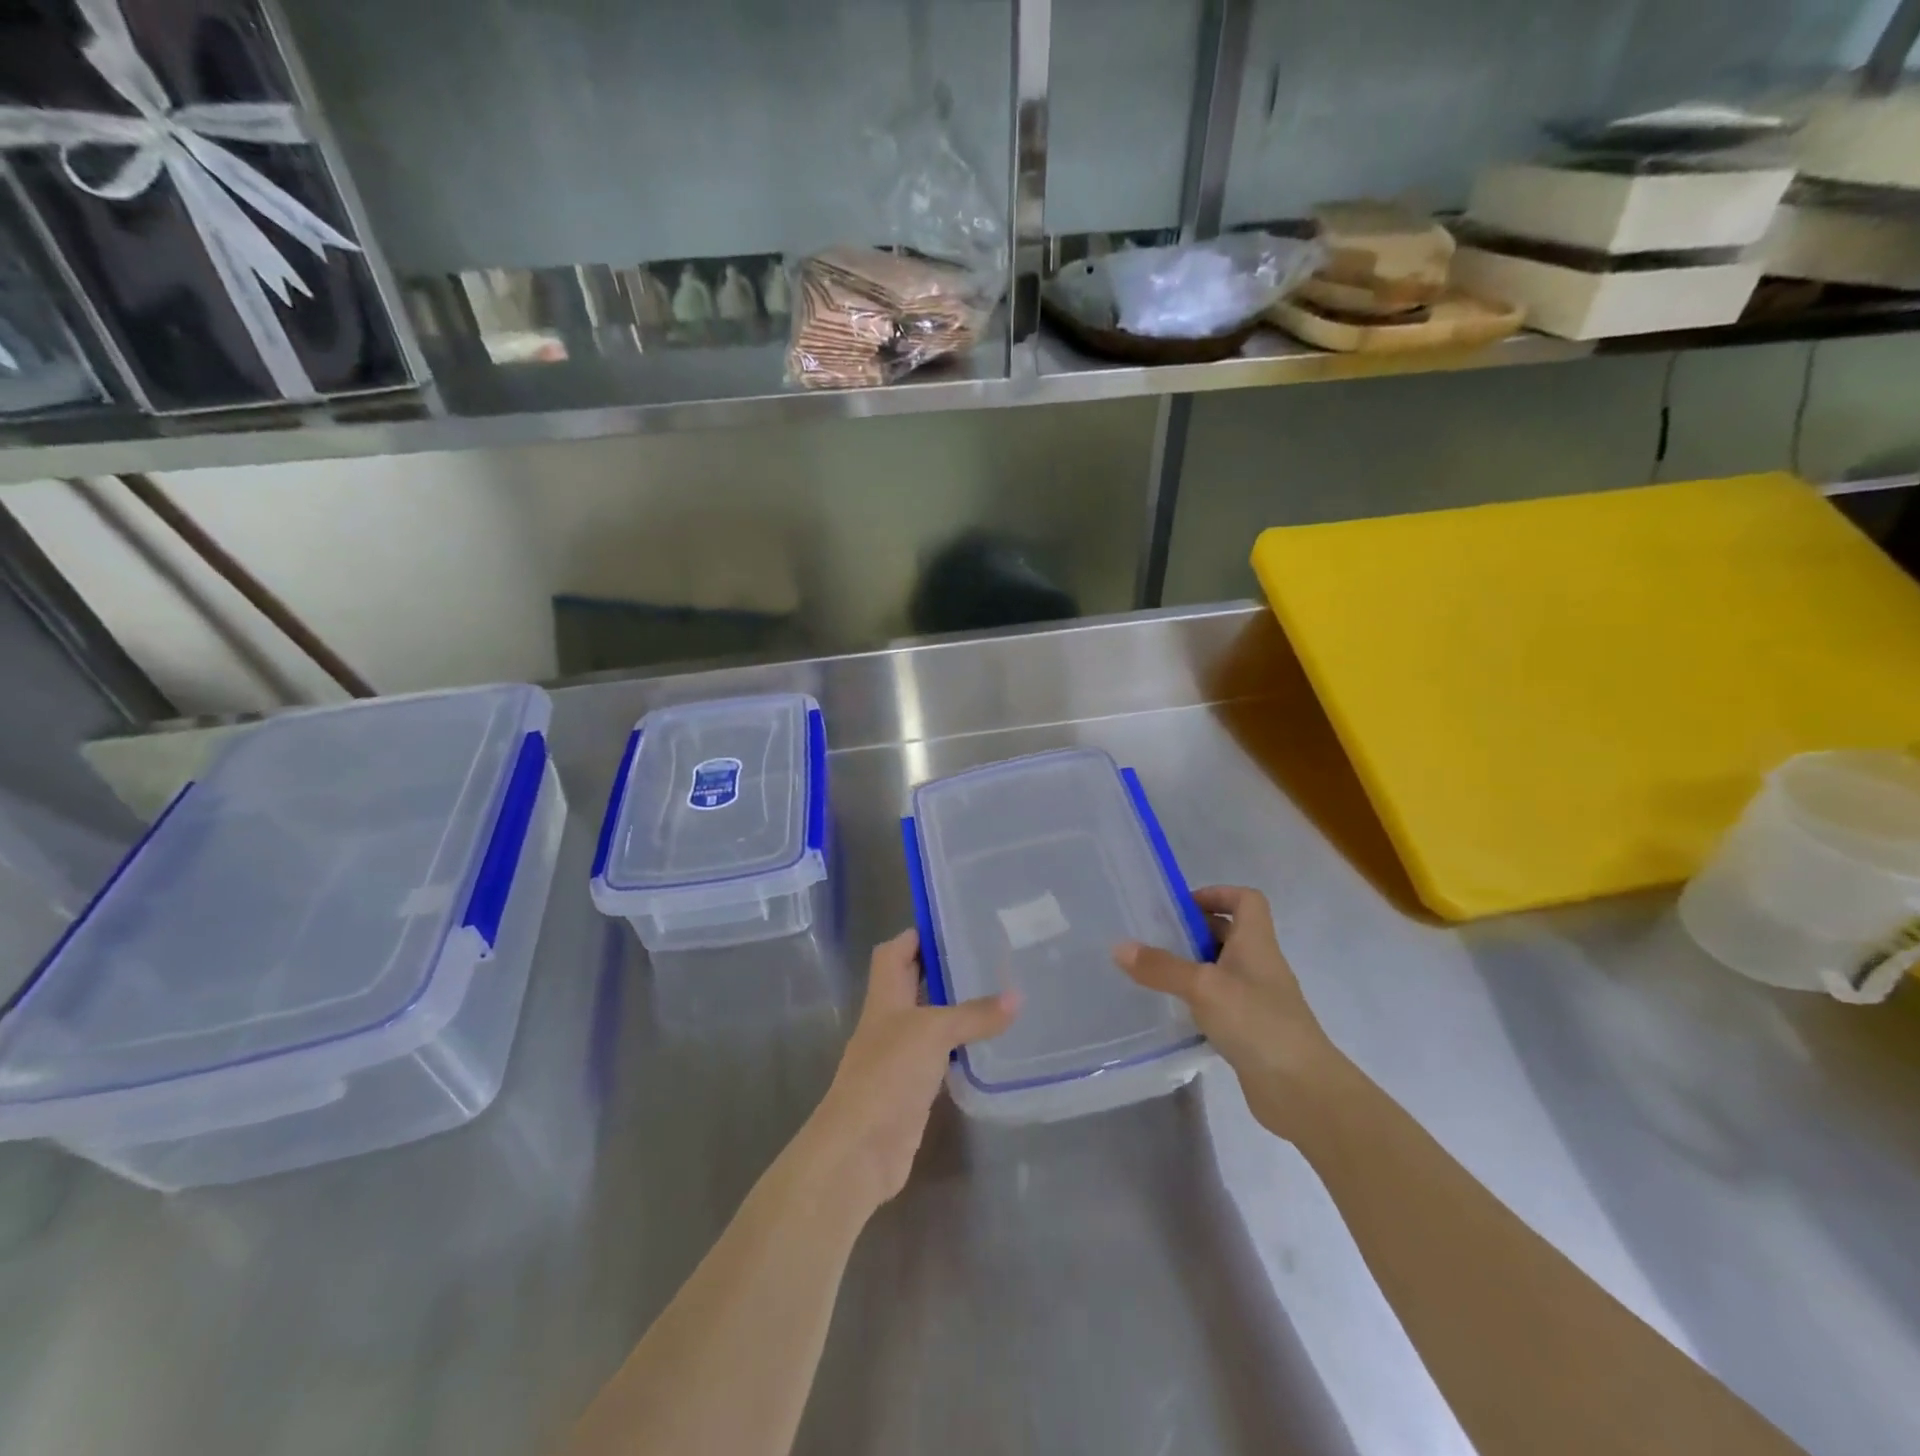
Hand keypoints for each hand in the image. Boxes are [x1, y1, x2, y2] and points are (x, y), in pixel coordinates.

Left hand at [806, 929, 1017, 1211]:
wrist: (860, 1149)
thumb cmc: (888, 1074)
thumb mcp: (933, 1032)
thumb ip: (974, 1014)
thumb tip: (1017, 997)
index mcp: (884, 997)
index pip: (894, 952)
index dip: (917, 935)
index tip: (954, 924)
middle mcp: (889, 1021)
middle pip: (912, 984)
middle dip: (943, 970)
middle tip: (988, 957)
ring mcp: (899, 1057)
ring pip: (928, 1021)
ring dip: (955, 1009)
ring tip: (997, 994)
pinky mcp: (912, 1089)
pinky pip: (939, 1058)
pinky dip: (959, 1049)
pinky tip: (988, 1046)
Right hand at [1113, 885, 1340, 1141]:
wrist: (1302, 1090)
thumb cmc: (1257, 1022)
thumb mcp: (1203, 987)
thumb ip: (1161, 967)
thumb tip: (1119, 947)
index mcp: (1256, 943)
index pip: (1246, 900)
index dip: (1218, 894)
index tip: (1182, 907)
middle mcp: (1260, 965)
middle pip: (1230, 933)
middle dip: (1195, 931)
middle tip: (1156, 939)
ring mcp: (1258, 999)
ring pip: (1223, 969)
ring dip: (1194, 966)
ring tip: (1157, 973)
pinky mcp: (1252, 1030)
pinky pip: (1221, 1002)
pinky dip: (1199, 1001)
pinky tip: (1176, 1011)